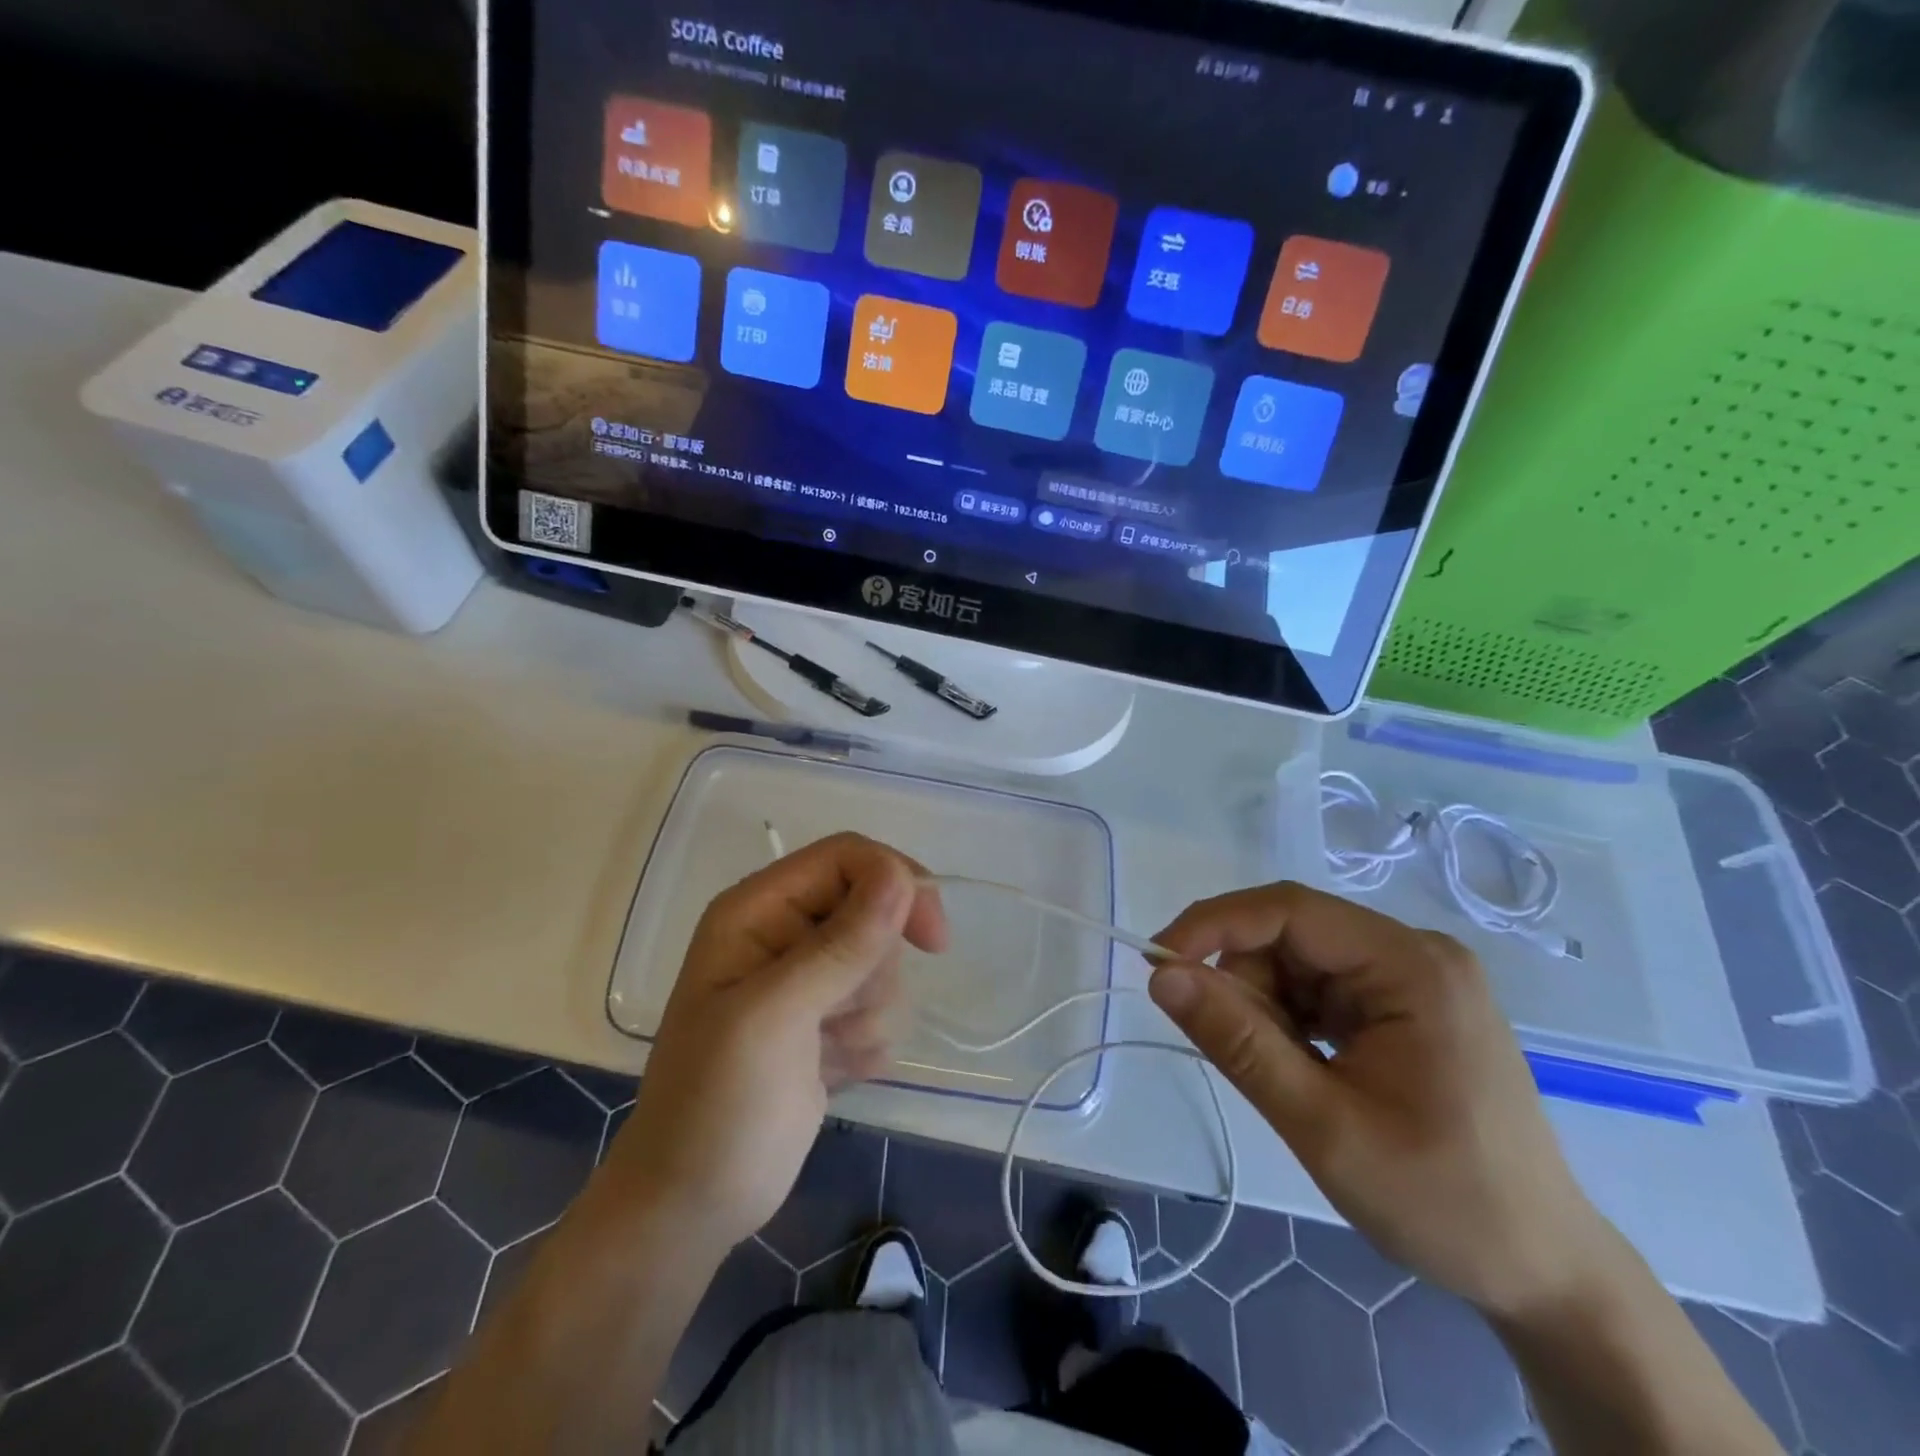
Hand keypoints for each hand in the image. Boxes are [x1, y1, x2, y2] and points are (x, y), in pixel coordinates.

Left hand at [601, 832, 947, 1254]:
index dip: (896, 882)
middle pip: (876, 910)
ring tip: (822, 1053)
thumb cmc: (717, 1104)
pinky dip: (866, 1044)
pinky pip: (883, 1009)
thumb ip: (841, 945)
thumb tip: (903, 876)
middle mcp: (786, 933)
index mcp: (759, 910)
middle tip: (834, 1015)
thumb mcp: (775, 1016)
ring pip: (886, 965)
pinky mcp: (828, 1022)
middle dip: (874, 969)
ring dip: (868, 1015)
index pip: (847, 857)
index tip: (932, 937)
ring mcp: (808, 980)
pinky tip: (828, 1073)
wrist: (693, 1206)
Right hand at [1150, 882, 1612, 1318]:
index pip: (1289, 909)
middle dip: (1243, 982)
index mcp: (1411, 965)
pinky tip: (1303, 1068)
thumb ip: (1238, 1042)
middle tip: (1229, 1049)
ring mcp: (1414, 978)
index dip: (1214, 925)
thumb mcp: (1323, 1124)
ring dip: (1266, 1007)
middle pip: (1291, 935)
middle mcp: (1414, 953)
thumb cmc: (1440, 1200)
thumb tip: (1162, 976)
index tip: (1156, 963)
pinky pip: (1321, 988)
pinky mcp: (1405, 1005)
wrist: (1544, 1274)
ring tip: (1284, 1076)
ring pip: (1299, 961)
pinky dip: (1290, 1021)